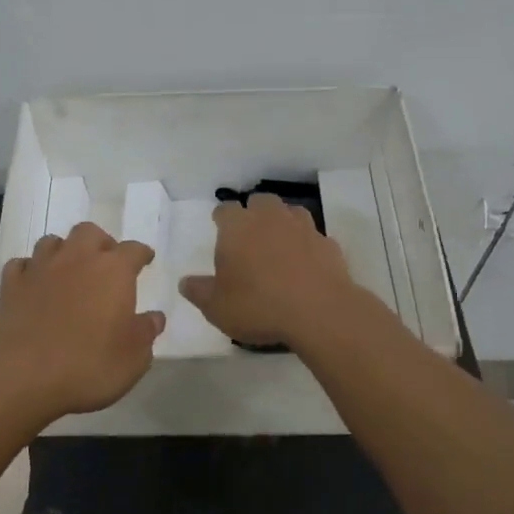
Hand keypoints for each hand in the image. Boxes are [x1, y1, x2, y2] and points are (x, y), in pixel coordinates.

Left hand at [0, 222, 164, 421]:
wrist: (23, 376)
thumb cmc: (89, 366)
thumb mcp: (134, 358)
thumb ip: (146, 332)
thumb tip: (154, 317)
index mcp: (113, 271)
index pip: (133, 250)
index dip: (141, 254)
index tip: (145, 260)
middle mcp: (77, 259)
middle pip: (89, 232)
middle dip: (100, 242)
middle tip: (105, 263)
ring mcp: (40, 269)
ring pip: (52, 242)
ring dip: (64, 251)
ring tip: (69, 270)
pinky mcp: (11, 286)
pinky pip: (21, 265)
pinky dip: (30, 270)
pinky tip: (34, 284)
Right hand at [179, 193, 355, 347]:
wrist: (318, 312)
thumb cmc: (258, 305)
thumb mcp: (216, 307)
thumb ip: (198, 292)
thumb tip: (185, 282)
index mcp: (237, 227)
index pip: (225, 209)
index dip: (221, 218)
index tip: (220, 228)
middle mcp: (270, 218)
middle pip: (260, 201)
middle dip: (254, 212)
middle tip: (249, 235)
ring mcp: (303, 228)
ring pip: (290, 212)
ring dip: (283, 222)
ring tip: (279, 244)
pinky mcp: (328, 244)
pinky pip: (314, 236)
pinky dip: (307, 244)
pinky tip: (305, 263)